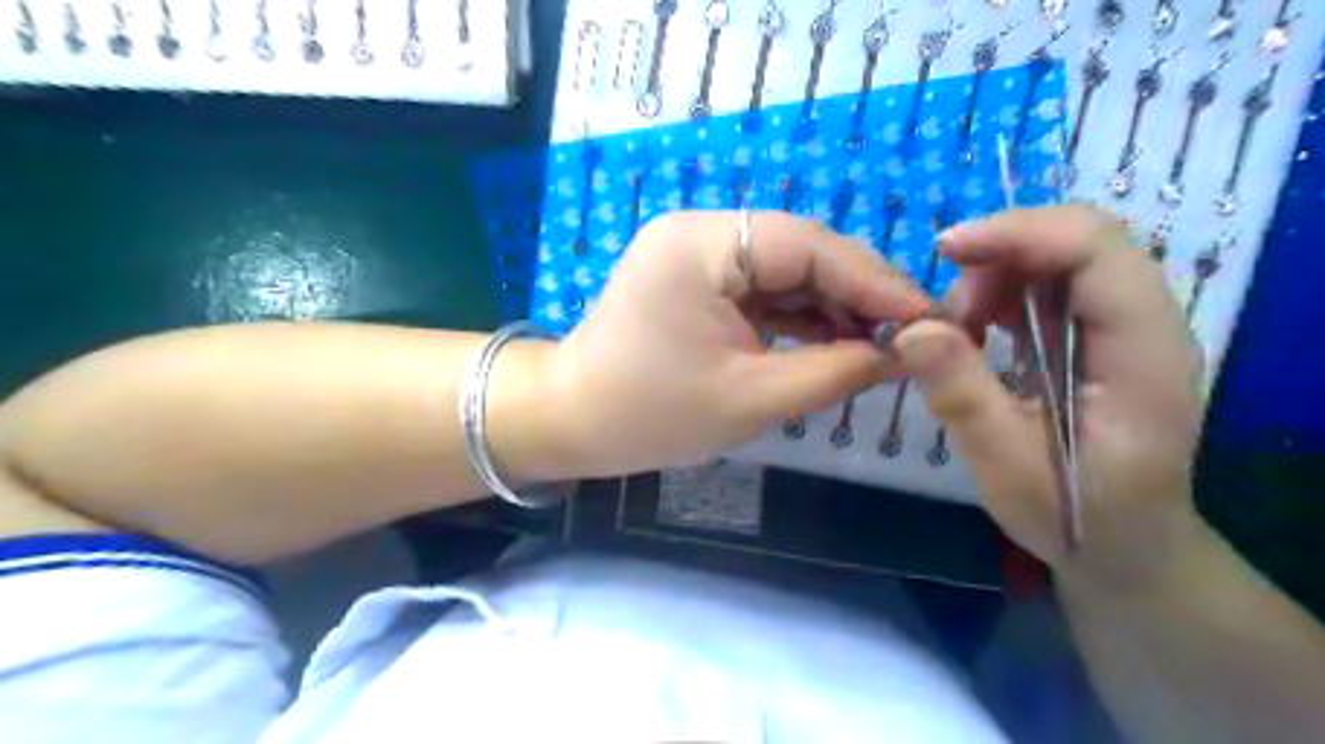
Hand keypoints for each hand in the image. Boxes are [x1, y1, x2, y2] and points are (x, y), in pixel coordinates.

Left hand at [548, 209, 929, 476]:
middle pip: (801, 253)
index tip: (932, 317)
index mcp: (705, 244)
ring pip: (785, 272)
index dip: (875, 282)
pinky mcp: (696, 280)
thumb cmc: (650, 415)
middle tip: (914, 335)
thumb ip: (834, 371)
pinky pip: (761, 290)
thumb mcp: (751, 398)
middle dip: (857, 295)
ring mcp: (696, 254)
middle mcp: (701, 232)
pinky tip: (837, 342)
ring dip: (832, 308)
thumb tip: (904, 355)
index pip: (811, 247)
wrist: (571, 423)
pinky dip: (799, 317)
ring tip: (884, 344)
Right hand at [889, 203, 1207, 585]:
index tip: (944, 251)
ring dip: (994, 279)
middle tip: (945, 314)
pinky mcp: (1099, 338)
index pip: (1096, 249)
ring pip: (1059, 259)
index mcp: (1142, 353)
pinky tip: (974, 335)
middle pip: (1079, 241)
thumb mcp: (1006, 466)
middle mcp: (1147, 324)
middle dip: (998, 257)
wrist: (1127, 549)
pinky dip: (1000, 297)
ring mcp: (1125, 328)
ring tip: (956, 333)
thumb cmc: (1076, 517)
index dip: (1018, 233)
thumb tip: (911, 328)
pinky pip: (1048, 288)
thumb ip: (961, 394)